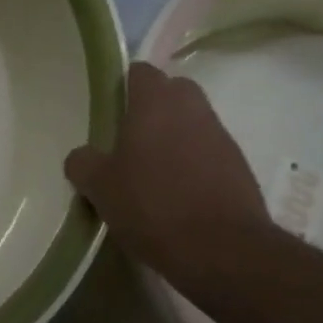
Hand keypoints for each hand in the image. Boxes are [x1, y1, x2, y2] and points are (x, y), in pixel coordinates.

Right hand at [65, 61, 275, 292]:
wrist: (223, 251)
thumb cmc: (153, 206)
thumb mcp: (99, 187)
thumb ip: (84, 163)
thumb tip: (82, 157)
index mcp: (156, 102)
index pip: (140, 71)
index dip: (123, 86)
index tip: (108, 109)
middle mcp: (192, 108)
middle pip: (172, 92)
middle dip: (153, 108)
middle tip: (128, 139)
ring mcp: (221, 136)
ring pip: (192, 123)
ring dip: (175, 137)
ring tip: (152, 172)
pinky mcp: (240, 167)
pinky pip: (209, 153)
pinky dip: (194, 164)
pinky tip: (178, 195)